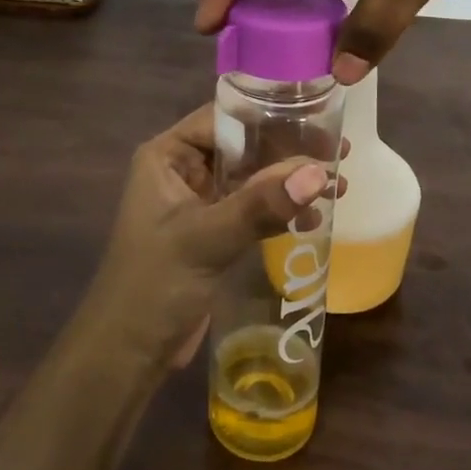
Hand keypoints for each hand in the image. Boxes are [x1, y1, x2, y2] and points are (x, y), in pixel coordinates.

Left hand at [86, 106, 340, 369]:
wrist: (128, 353)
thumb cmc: (155, 284)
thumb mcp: (208, 238)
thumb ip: (262, 204)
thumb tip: (320, 172)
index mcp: (168, 155)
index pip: (224, 118)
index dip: (270, 116)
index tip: (318, 120)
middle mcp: (183, 170)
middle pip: (243, 146)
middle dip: (289, 152)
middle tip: (340, 154)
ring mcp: (198, 201)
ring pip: (252, 178)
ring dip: (291, 183)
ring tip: (341, 185)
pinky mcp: (213, 232)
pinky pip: (252, 208)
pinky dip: (281, 210)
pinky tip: (315, 217)